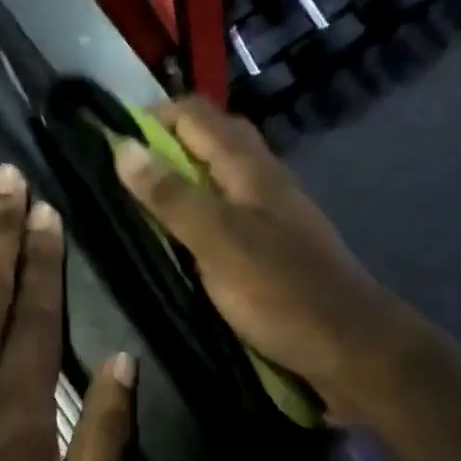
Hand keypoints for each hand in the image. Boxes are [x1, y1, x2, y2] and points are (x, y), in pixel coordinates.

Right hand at [112, 100, 397, 418]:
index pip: (197, 115)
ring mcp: (273, 214)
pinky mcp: (274, 246)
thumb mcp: (217, 241)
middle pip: (213, 140)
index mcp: (250, 169)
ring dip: (184, 179)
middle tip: (124, 173)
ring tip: (142, 203)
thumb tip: (123, 147)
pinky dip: (201, 212)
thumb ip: (171, 196)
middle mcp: (264, 180)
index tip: (111, 141)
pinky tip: (182, 239)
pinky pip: (230, 211)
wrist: (349, 346)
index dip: (153, 117)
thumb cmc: (279, 291)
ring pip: (222, 177)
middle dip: (167, 144)